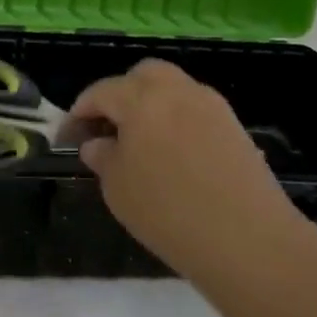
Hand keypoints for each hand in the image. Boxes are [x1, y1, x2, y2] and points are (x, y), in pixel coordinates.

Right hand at [69, 58, 306, 286]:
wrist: (249, 240)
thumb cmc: (168, 212)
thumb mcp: (117, 188)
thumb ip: (102, 157)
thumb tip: (98, 143)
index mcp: (141, 100)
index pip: (101, 92)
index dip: (79, 112)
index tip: (68, 136)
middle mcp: (177, 92)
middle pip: (142, 75)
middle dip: (120, 94)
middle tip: (107, 127)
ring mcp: (212, 107)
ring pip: (173, 89)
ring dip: (151, 105)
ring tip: (140, 142)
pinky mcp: (235, 128)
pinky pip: (196, 110)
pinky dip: (177, 121)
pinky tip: (172, 155)